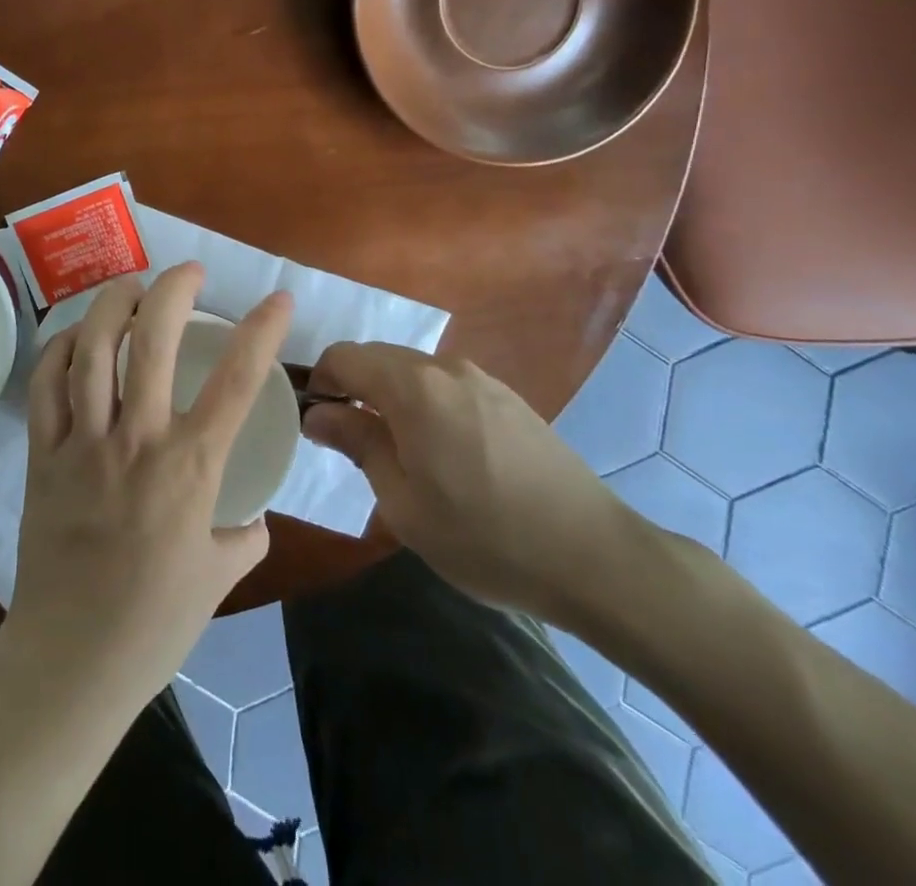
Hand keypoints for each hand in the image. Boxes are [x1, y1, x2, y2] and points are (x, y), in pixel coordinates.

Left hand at [4, 264, 291, 705]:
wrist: (73, 657)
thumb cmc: (155, 620)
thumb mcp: (220, 578)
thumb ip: (244, 537)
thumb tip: (252, 517)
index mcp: (190, 466)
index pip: (237, 381)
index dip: (262, 331)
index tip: (277, 298)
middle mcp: (137, 439)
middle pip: (152, 342)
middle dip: (173, 291)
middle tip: (188, 272)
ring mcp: (83, 442)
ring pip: (93, 350)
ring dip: (113, 304)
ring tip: (131, 284)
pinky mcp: (42, 454)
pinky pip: (46, 385)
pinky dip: (61, 349)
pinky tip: (77, 336)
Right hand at [303, 343, 636, 624]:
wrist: (596, 558)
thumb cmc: (485, 537)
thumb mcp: (404, 502)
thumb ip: (357, 444)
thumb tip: (319, 413)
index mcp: (413, 387)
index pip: (343, 356)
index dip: (320, 382)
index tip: (319, 424)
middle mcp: (445, 368)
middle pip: (377, 358)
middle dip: (353, 389)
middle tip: (354, 444)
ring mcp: (482, 379)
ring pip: (413, 371)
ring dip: (390, 398)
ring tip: (400, 454)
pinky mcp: (508, 398)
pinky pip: (447, 386)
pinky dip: (425, 404)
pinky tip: (445, 454)